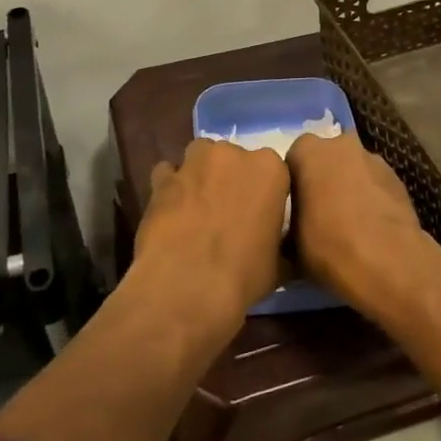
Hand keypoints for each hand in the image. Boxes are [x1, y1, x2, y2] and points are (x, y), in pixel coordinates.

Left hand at [131, 138, 289, 333]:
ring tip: (197, 206)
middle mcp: (232, 154)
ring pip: (199, 157)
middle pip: (233, 158)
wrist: (187, 286)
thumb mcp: (278, 263)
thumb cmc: (244, 275)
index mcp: (269, 169)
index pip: (272, 170)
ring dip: (200, 174)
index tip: (259, 214)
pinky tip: (170, 210)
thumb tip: (276, 247)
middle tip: (228, 212)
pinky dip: (169, 186)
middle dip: (230, 178)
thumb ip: (278, 241)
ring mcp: (194, 163)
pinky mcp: (162, 178)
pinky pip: (167, 173)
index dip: (263, 192)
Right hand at [286, 132, 440, 318]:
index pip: (293, 158)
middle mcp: (341, 144)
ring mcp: (374, 159)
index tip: (293, 208)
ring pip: (353, 169)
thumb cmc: (328, 245)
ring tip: (348, 223)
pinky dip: (371, 198)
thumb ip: (288, 221)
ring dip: (349, 187)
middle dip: (323, 178)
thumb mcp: (289, 242)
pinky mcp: (398, 178)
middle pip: (326, 158)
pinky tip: (370, 227)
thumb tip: (290, 230)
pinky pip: (375, 184)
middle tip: (319, 212)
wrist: (388, 262)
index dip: (293, 183)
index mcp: (308, 151)